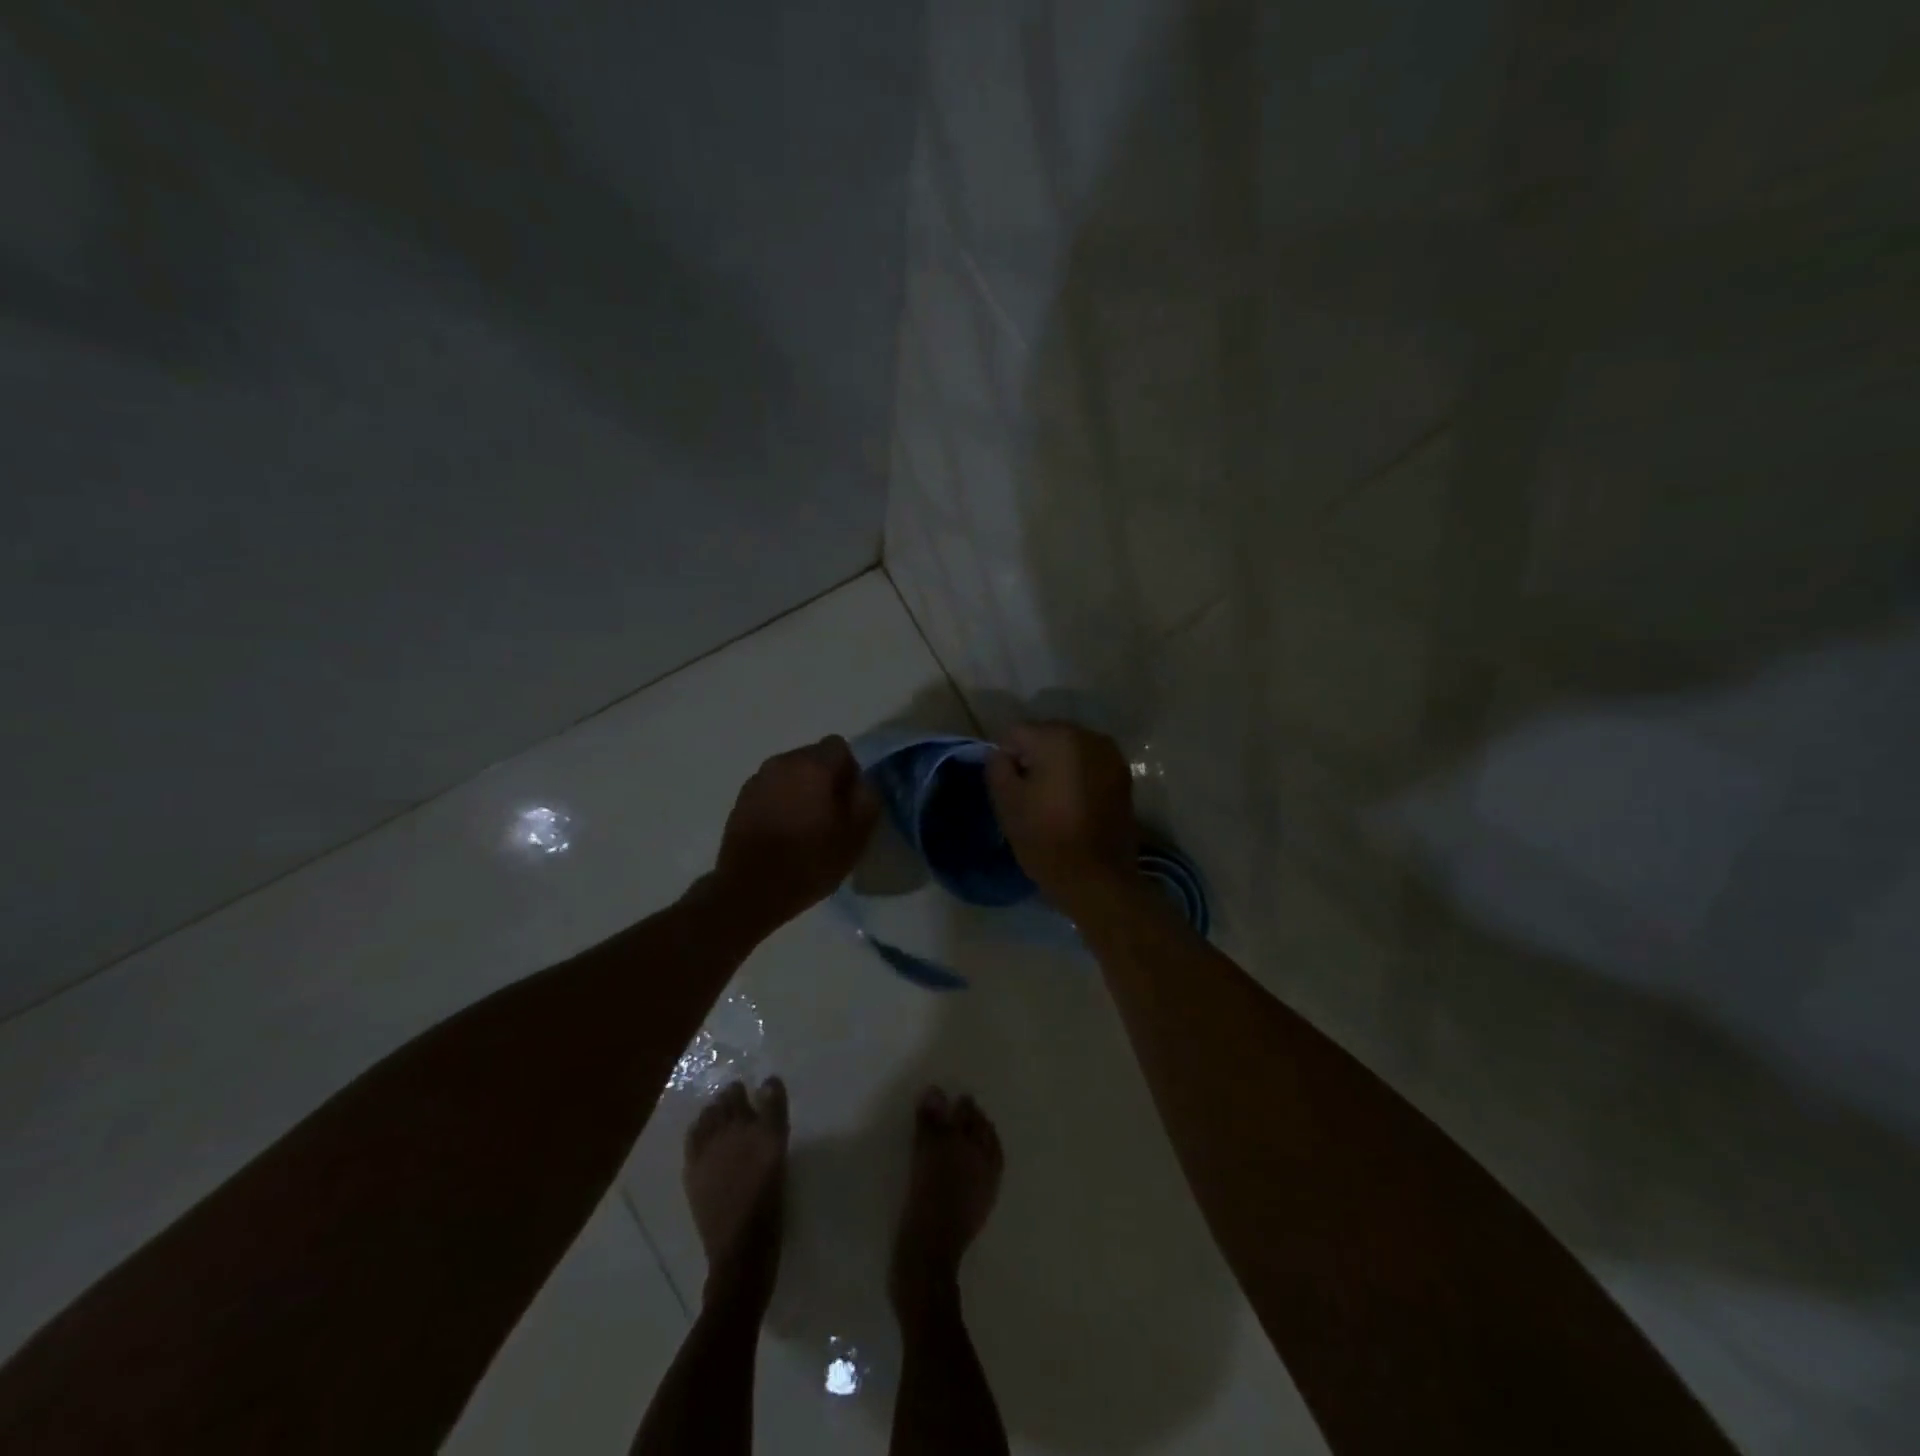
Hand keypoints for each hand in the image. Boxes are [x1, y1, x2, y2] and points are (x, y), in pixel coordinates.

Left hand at [711, 736, 880, 932]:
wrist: (750, 890)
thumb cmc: (809, 861)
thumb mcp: (856, 835)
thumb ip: (867, 799)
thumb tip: (863, 783)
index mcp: (812, 765)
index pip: (840, 746)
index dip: (850, 771)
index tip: (849, 802)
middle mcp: (782, 762)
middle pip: (813, 757)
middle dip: (825, 780)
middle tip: (831, 817)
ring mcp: (757, 780)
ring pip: (791, 774)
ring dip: (802, 791)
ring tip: (805, 827)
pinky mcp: (741, 800)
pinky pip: (771, 790)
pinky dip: (781, 803)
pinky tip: (783, 833)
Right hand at [985, 722, 1138, 914]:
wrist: (1097, 878)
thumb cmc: (1045, 838)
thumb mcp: (1006, 803)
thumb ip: (997, 767)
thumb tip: (1001, 754)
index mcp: (1057, 738)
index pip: (1016, 733)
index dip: (1005, 758)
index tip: (1008, 788)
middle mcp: (1088, 736)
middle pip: (1046, 736)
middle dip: (1033, 758)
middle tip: (1028, 795)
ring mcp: (1110, 755)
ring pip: (1069, 750)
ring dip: (1057, 767)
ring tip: (1051, 801)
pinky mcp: (1123, 776)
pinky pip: (1089, 765)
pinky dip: (1078, 776)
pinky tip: (1073, 804)